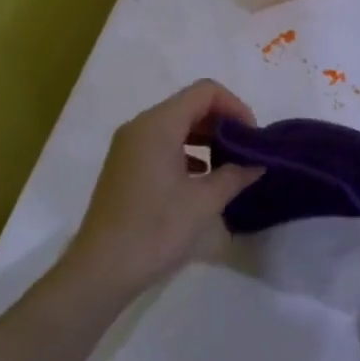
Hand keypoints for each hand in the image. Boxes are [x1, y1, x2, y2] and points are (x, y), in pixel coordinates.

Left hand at [62, 80, 264, 301]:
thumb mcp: (204, 202)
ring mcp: (128, 148)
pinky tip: (203, 182)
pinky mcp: (125, 168)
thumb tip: (256, 165)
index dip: (235, 107)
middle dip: (223, 124)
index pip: (205, 92)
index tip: (253, 138)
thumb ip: (235, 176)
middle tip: (247, 153)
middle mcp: (140, 127)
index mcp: (158, 125)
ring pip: (176, 127)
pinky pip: (162, 146)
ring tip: (230, 168)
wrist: (103, 268)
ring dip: (206, 140)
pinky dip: (187, 154)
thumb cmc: (155, 229)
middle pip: (189, 106)